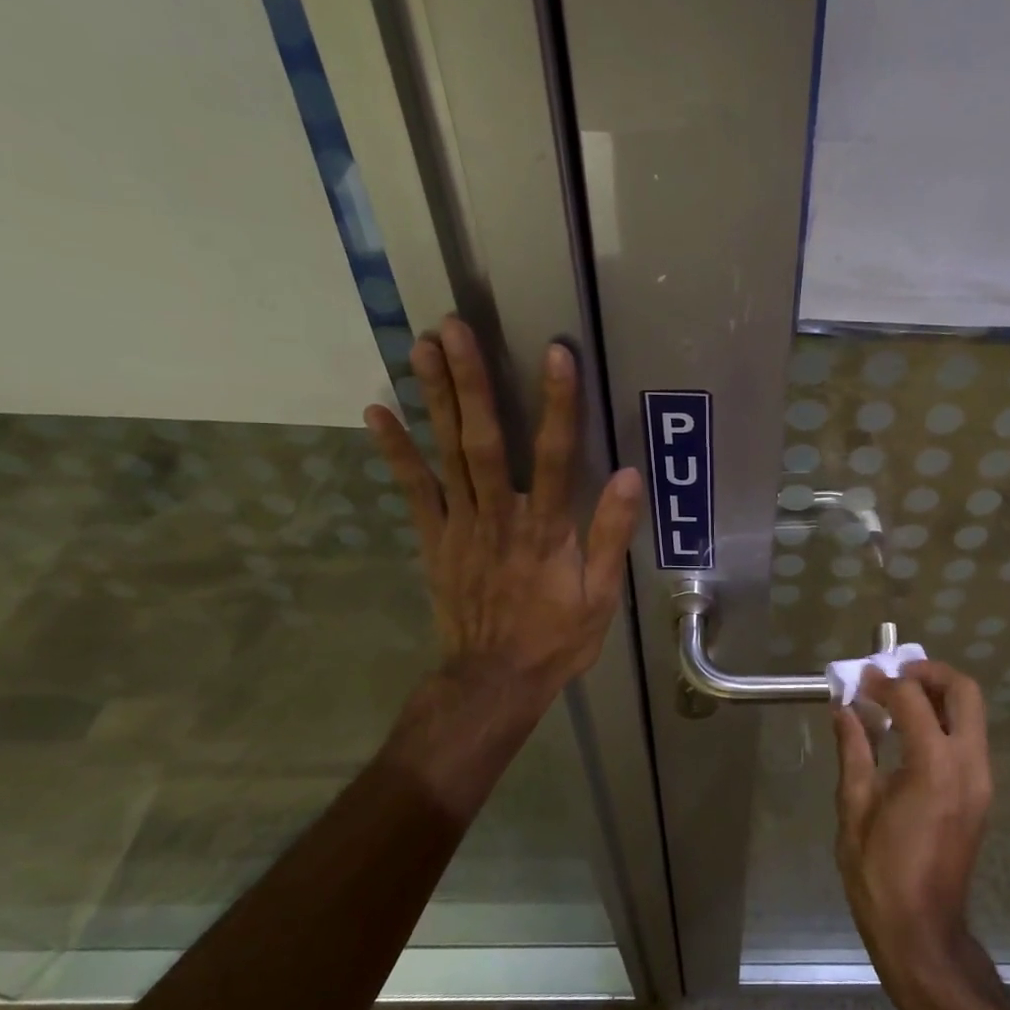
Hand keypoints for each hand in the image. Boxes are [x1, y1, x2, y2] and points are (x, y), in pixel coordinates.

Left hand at [364, 316, 642, 707]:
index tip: (556, 354)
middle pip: (485, 441)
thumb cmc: (556, 638)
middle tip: (454, 328)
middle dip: (472, 383)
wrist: (494, 680)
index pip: (557, 457)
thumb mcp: (601, 596)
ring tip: (421, 347)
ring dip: (435, 399)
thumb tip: (630, 477)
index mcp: (547, 530)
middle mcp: (500, 517)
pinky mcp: (434, 539)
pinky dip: (396, 450)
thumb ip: (612, 535)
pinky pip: (413, 490)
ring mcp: (461, 526)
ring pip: (447, 454)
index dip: (558, 405)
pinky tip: (378, 411)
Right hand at [833, 661, 994, 998]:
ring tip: (898, 702)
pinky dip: (944, 722)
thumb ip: (854, 749)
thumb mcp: (854, 806)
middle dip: (929, 674)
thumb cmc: (879, 872)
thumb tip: (844, 708)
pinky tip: (910, 736)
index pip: (913, 699)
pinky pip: (969, 739)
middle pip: (964, 692)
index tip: (859, 682)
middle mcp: (969, 764)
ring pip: (973, 714)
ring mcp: (982, 780)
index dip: (883, 683)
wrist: (922, 931)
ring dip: (939, 696)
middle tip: (894, 677)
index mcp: (934, 766)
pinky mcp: (982, 794)